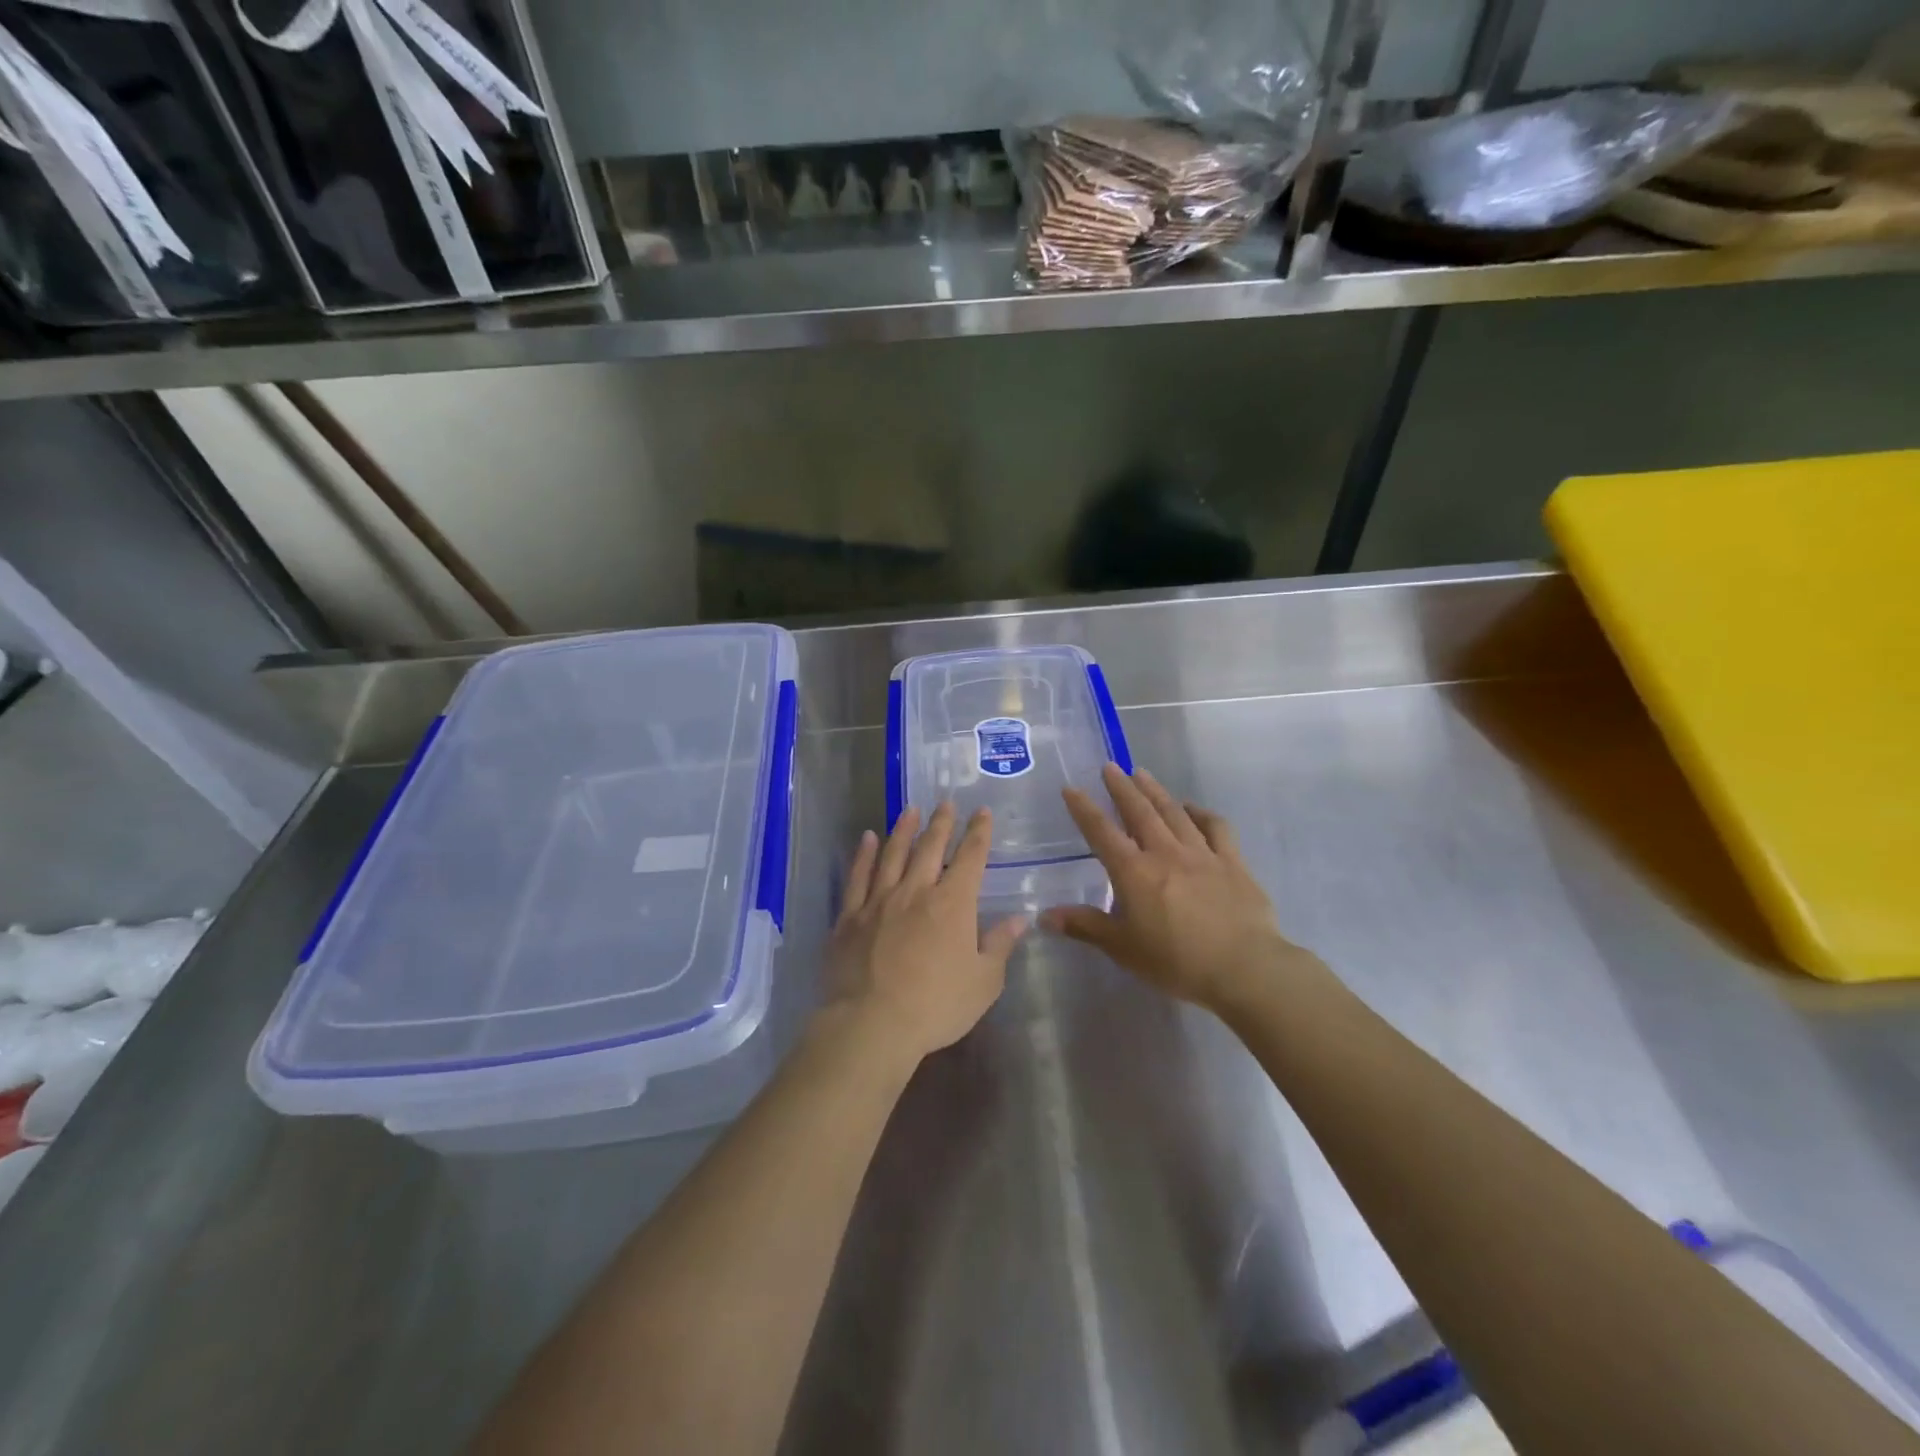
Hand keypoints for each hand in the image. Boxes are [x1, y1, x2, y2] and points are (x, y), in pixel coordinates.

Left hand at [821, 803, 1028, 1063]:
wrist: (871, 1024)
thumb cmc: (936, 1006)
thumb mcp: (983, 982)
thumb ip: (1000, 945)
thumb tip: (1020, 918)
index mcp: (953, 903)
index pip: (970, 858)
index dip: (978, 832)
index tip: (981, 812)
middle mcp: (916, 891)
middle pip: (930, 848)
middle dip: (941, 823)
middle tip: (945, 803)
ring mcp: (879, 901)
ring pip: (893, 854)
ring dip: (903, 830)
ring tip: (909, 810)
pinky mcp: (850, 917)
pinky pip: (857, 877)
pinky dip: (863, 855)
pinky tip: (867, 839)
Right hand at [1045, 764, 1316, 1013]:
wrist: (1244, 968)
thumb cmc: (1176, 961)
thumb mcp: (1123, 949)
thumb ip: (1086, 927)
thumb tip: (1045, 916)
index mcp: (1134, 872)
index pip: (1102, 833)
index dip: (1084, 809)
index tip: (1071, 788)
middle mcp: (1165, 853)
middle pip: (1139, 812)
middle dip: (1122, 788)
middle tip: (1110, 766)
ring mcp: (1202, 854)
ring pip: (1174, 813)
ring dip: (1156, 791)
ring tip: (1142, 773)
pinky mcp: (1232, 862)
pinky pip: (1216, 828)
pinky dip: (1202, 813)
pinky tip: (1193, 808)